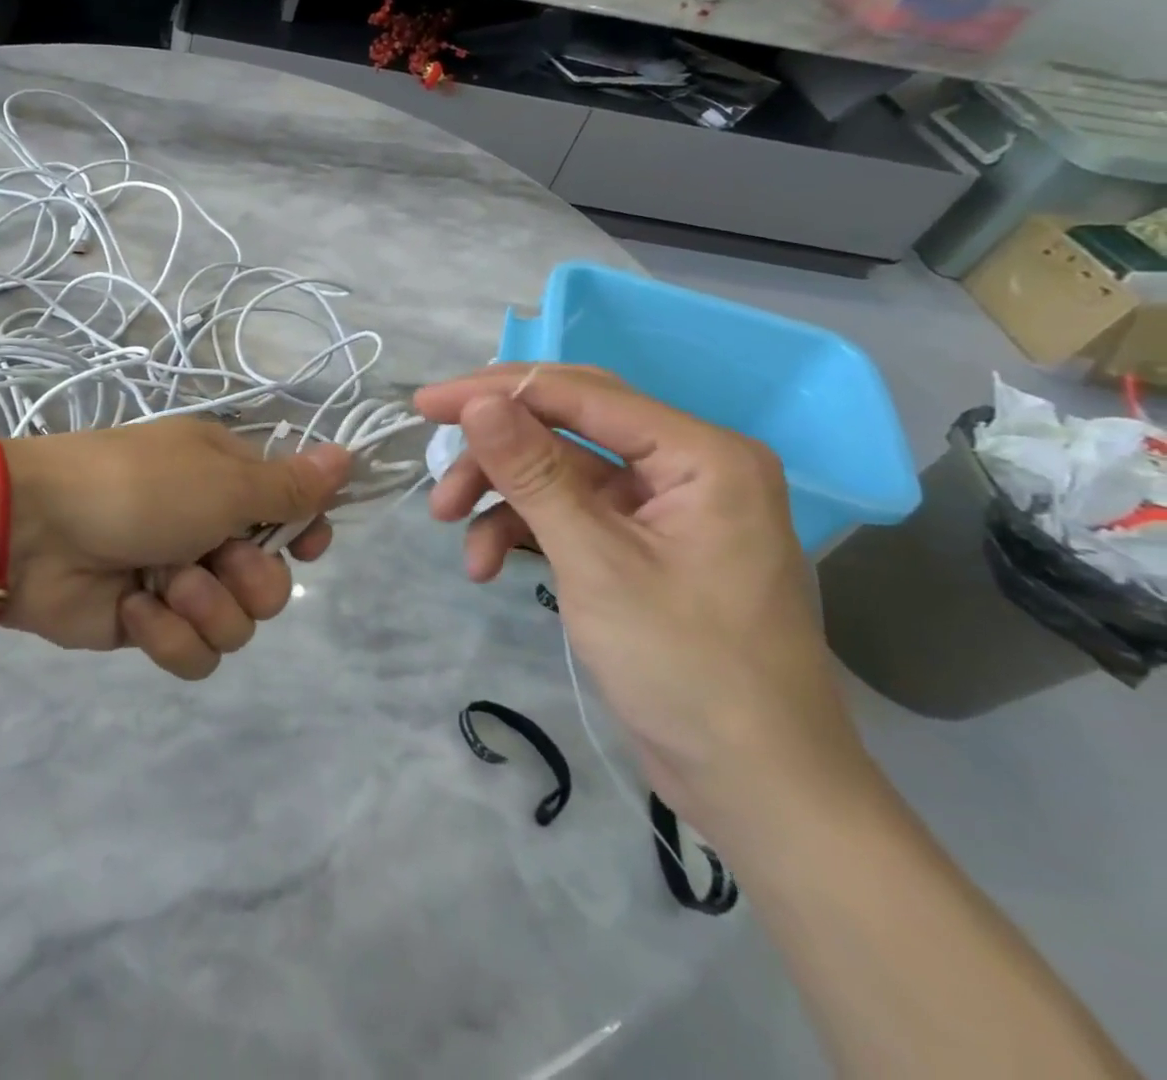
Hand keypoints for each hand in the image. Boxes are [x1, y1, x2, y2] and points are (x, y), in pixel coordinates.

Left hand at [1, 420, 351, 679]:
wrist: (35, 530)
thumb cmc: (138, 487)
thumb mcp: (223, 479)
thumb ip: (289, 485)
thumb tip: (349, 456)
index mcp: (228, 482)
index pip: (293, 512)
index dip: (307, 533)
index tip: (309, 544)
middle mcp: (210, 530)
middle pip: (274, 583)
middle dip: (250, 581)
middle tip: (216, 558)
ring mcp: (180, 581)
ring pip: (238, 626)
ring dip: (204, 607)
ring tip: (163, 583)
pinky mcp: (150, 626)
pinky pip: (194, 654)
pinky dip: (166, 634)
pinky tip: (133, 608)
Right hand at [415, 365, 874, 845]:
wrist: (755, 789)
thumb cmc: (687, 668)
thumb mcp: (595, 563)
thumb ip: (533, 473)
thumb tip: (476, 401)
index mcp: (701, 454)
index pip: (581, 394)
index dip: (496, 392)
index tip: (425, 403)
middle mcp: (684, 466)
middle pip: (566, 425)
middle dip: (494, 447)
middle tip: (432, 464)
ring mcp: (660, 507)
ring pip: (558, 469)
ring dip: (500, 493)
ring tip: (449, 526)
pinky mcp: (638, 544)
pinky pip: (568, 513)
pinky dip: (522, 531)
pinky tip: (486, 565)